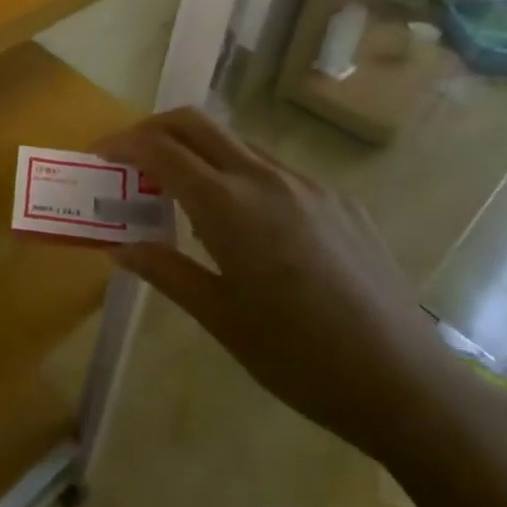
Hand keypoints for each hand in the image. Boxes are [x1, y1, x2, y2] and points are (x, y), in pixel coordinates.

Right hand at [101, 108, 460, 466]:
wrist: (407, 385)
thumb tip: (120, 248)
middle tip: (132, 158)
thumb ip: (166, 272)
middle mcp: (265, 178)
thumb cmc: (301, 359)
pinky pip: (274, 169)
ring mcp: (307, 184)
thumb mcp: (222, 320)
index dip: (123, 143)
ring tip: (183, 193)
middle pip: (196, 122)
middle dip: (155, 128)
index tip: (99, 154)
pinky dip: (240, 174)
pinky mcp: (338, 200)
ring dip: (198, 150)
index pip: (161, 149)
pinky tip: (248, 224)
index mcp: (230, 206)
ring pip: (236, 142)